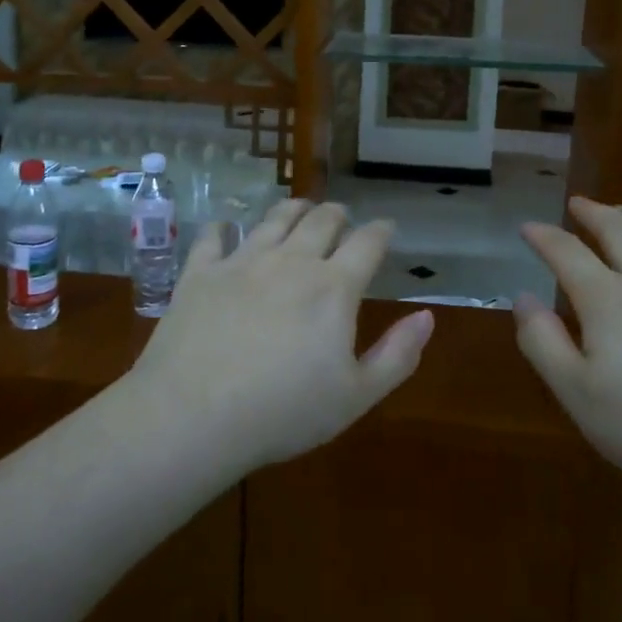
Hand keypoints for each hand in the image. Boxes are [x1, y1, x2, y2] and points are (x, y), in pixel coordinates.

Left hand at [128, 199, 433, 471]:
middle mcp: (290, 261)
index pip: (366, 243)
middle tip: (342, 216)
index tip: (386, 227)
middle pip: (320, 221)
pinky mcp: (200, 272)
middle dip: (337, 215)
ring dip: (292, 209)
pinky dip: (224, 228)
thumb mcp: (355, 396)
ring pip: (273, 219)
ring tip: (300, 207)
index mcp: (333, 287)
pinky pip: (214, 237)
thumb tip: (427, 316)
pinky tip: (226, 227)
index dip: (380, 231)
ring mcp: (242, 262)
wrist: (194, 414)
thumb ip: (397, 355)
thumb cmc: (283, 412)